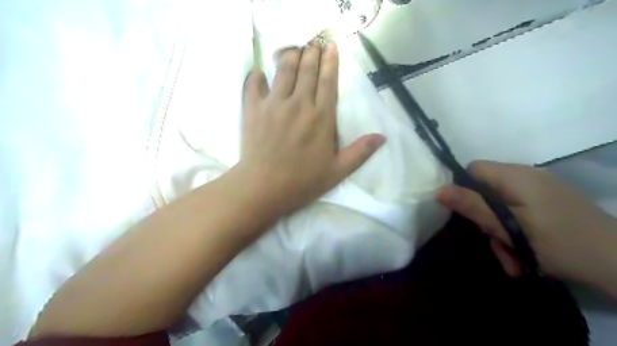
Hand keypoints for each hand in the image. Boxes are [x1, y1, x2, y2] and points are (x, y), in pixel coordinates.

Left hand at [237, 42, 383, 213]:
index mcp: (321, 118)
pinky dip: (257, 75)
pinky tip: (260, 73)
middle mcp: (299, 104)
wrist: (264, 188)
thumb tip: (382, 137)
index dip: (331, 61)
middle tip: (314, 42)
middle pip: (307, 69)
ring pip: (283, 70)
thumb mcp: (337, 171)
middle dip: (312, 52)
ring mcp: (274, 104)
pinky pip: (254, 84)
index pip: (328, 81)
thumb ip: (360, 152)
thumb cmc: (302, 181)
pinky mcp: (253, 109)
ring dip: (290, 55)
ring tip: (294, 49)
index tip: (331, 46)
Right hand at [436, 161, 614, 284]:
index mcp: (515, 176)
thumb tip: (437, 191)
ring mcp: (541, 190)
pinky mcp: (551, 203)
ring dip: (501, 232)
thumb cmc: (560, 243)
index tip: (466, 214)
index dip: (463, 187)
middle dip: (485, 219)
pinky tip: (524, 255)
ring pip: (503, 205)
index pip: (473, 169)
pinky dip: (516, 232)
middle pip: (487, 190)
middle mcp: (527, 176)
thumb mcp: (508, 227)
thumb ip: (472, 206)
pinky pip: (520, 212)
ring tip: (512, 259)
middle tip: (494, 244)